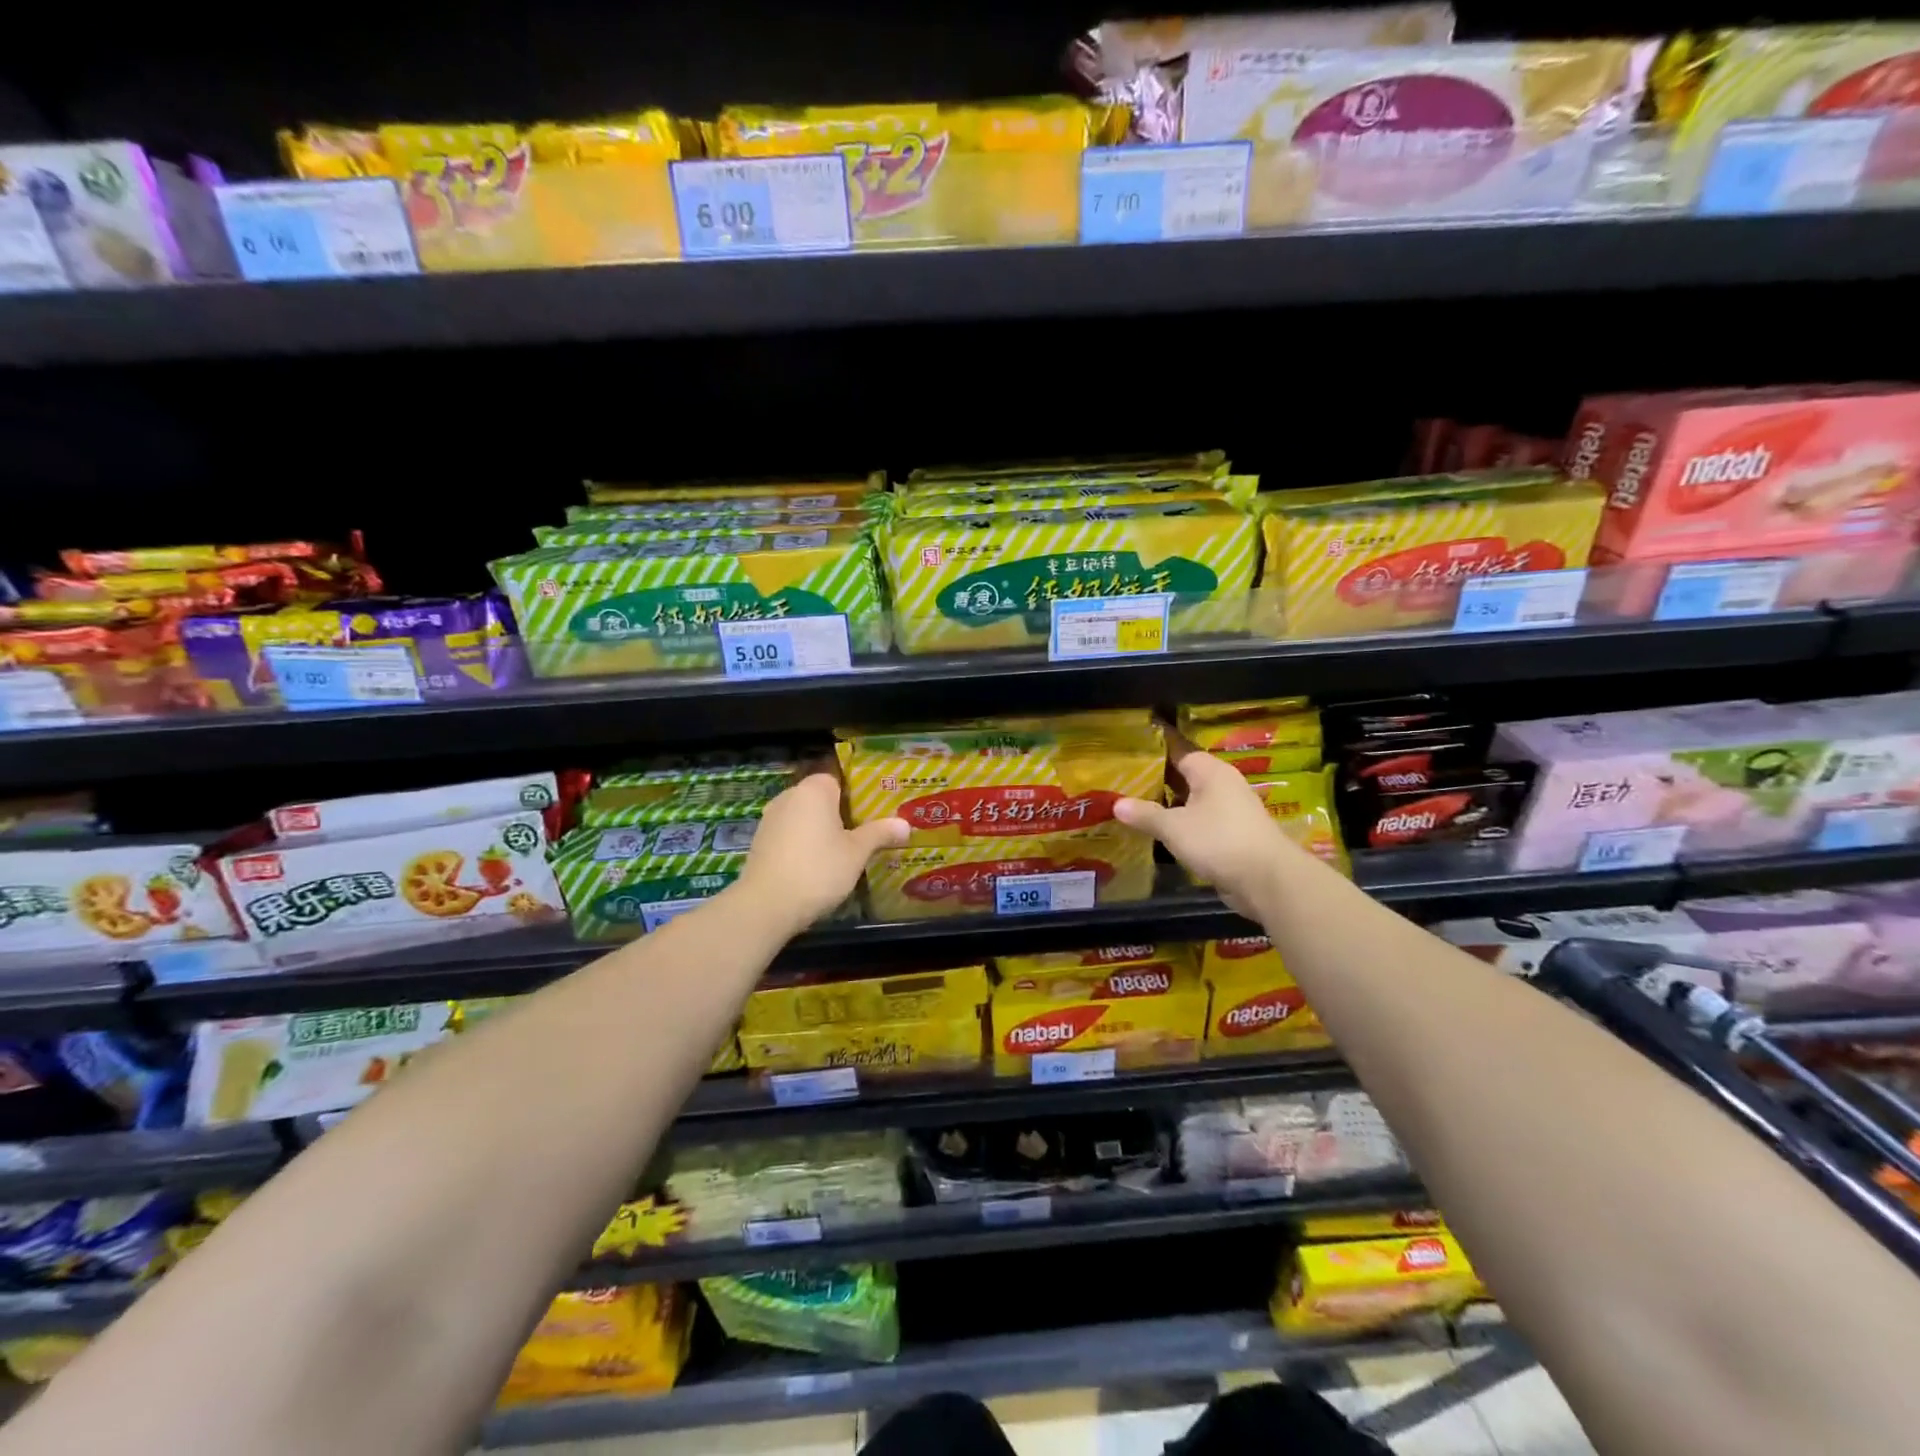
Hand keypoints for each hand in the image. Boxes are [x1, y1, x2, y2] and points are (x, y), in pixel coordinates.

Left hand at [734, 773, 908, 934]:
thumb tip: (905, 824)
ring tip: (841, 851)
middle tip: (863, 832)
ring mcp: (770, 819)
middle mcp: (789, 797)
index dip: (855, 794)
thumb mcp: (856, 853)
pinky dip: (802, 844)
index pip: (837, 779)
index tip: (872, 812)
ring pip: (803, 818)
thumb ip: (879, 834)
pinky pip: (789, 835)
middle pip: (819, 798)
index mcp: (814, 790)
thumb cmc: (818, 870)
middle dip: (839, 813)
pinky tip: (816, 866)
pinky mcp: (759, 842)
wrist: (766, 905)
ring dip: (819, 831)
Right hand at [1113, 740, 1300, 919]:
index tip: (1132, 746)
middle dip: (1158, 778)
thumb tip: (1116, 804)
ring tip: (1137, 805)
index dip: (1156, 748)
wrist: (1267, 880)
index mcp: (1211, 772)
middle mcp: (1223, 785)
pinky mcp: (1234, 835)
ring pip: (1193, 800)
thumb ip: (1145, 814)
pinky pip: (1201, 821)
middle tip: (1126, 779)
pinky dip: (1183, 824)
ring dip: (1170, 804)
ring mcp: (1232, 811)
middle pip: (1186, 775)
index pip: (1179, 749)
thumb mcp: (1174, 827)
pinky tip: (1162, 832)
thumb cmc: (1219, 841)